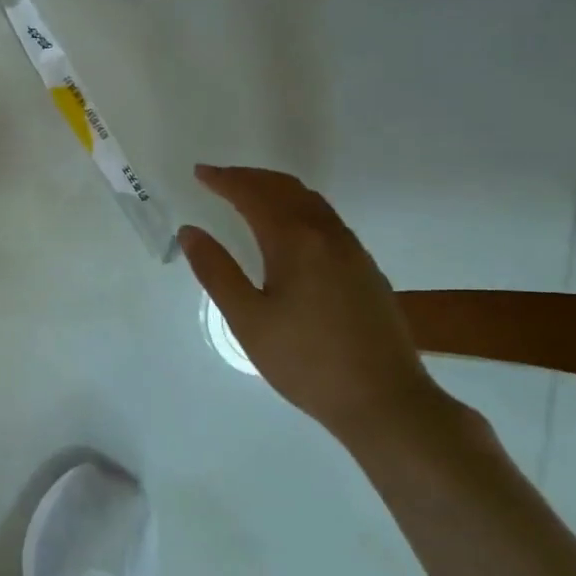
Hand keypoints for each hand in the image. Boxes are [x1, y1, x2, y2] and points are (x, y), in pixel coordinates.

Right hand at [179, 165, 444, 444]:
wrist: (385, 402)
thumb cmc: (306, 361)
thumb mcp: (248, 319)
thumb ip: (216, 271)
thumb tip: (191, 231)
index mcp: (296, 241)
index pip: (253, 194)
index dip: (224, 180)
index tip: (199, 173)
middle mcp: (328, 235)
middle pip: (286, 188)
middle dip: (250, 177)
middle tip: (219, 178)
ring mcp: (353, 251)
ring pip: (311, 201)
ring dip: (276, 189)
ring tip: (248, 195)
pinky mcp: (366, 270)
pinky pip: (326, 219)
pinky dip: (297, 207)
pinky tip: (288, 229)